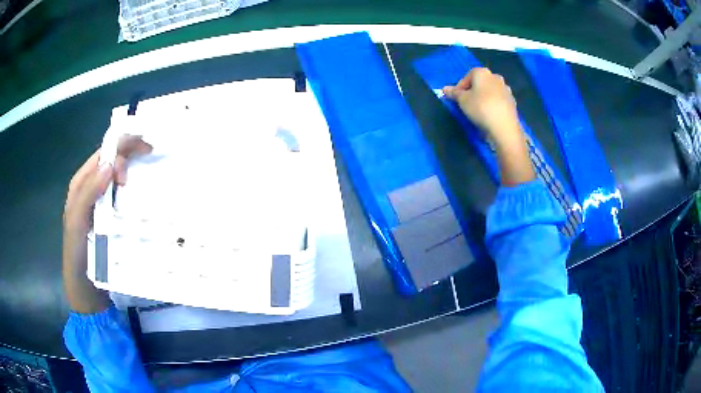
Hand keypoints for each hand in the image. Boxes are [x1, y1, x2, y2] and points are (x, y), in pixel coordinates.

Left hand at [62, 135, 151, 312]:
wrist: (86, 292)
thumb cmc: (78, 257)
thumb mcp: (76, 224)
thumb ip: (87, 193)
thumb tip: (110, 165)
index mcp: (81, 185)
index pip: (103, 154)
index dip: (122, 146)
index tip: (143, 154)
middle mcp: (91, 190)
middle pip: (112, 161)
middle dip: (130, 154)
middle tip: (147, 162)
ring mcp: (100, 205)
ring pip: (118, 177)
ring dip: (133, 170)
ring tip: (149, 175)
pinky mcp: (109, 220)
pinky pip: (121, 198)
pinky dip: (133, 191)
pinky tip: (142, 196)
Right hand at [443, 68, 533, 186]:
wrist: (504, 127)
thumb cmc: (480, 108)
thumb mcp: (462, 100)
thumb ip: (454, 93)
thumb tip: (445, 89)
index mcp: (483, 72)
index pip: (467, 76)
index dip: (460, 87)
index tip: (456, 98)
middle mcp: (496, 77)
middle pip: (480, 83)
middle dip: (473, 91)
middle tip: (466, 103)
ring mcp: (506, 90)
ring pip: (490, 92)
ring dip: (483, 98)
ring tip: (477, 111)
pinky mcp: (512, 103)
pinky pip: (498, 102)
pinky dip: (492, 106)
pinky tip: (489, 116)